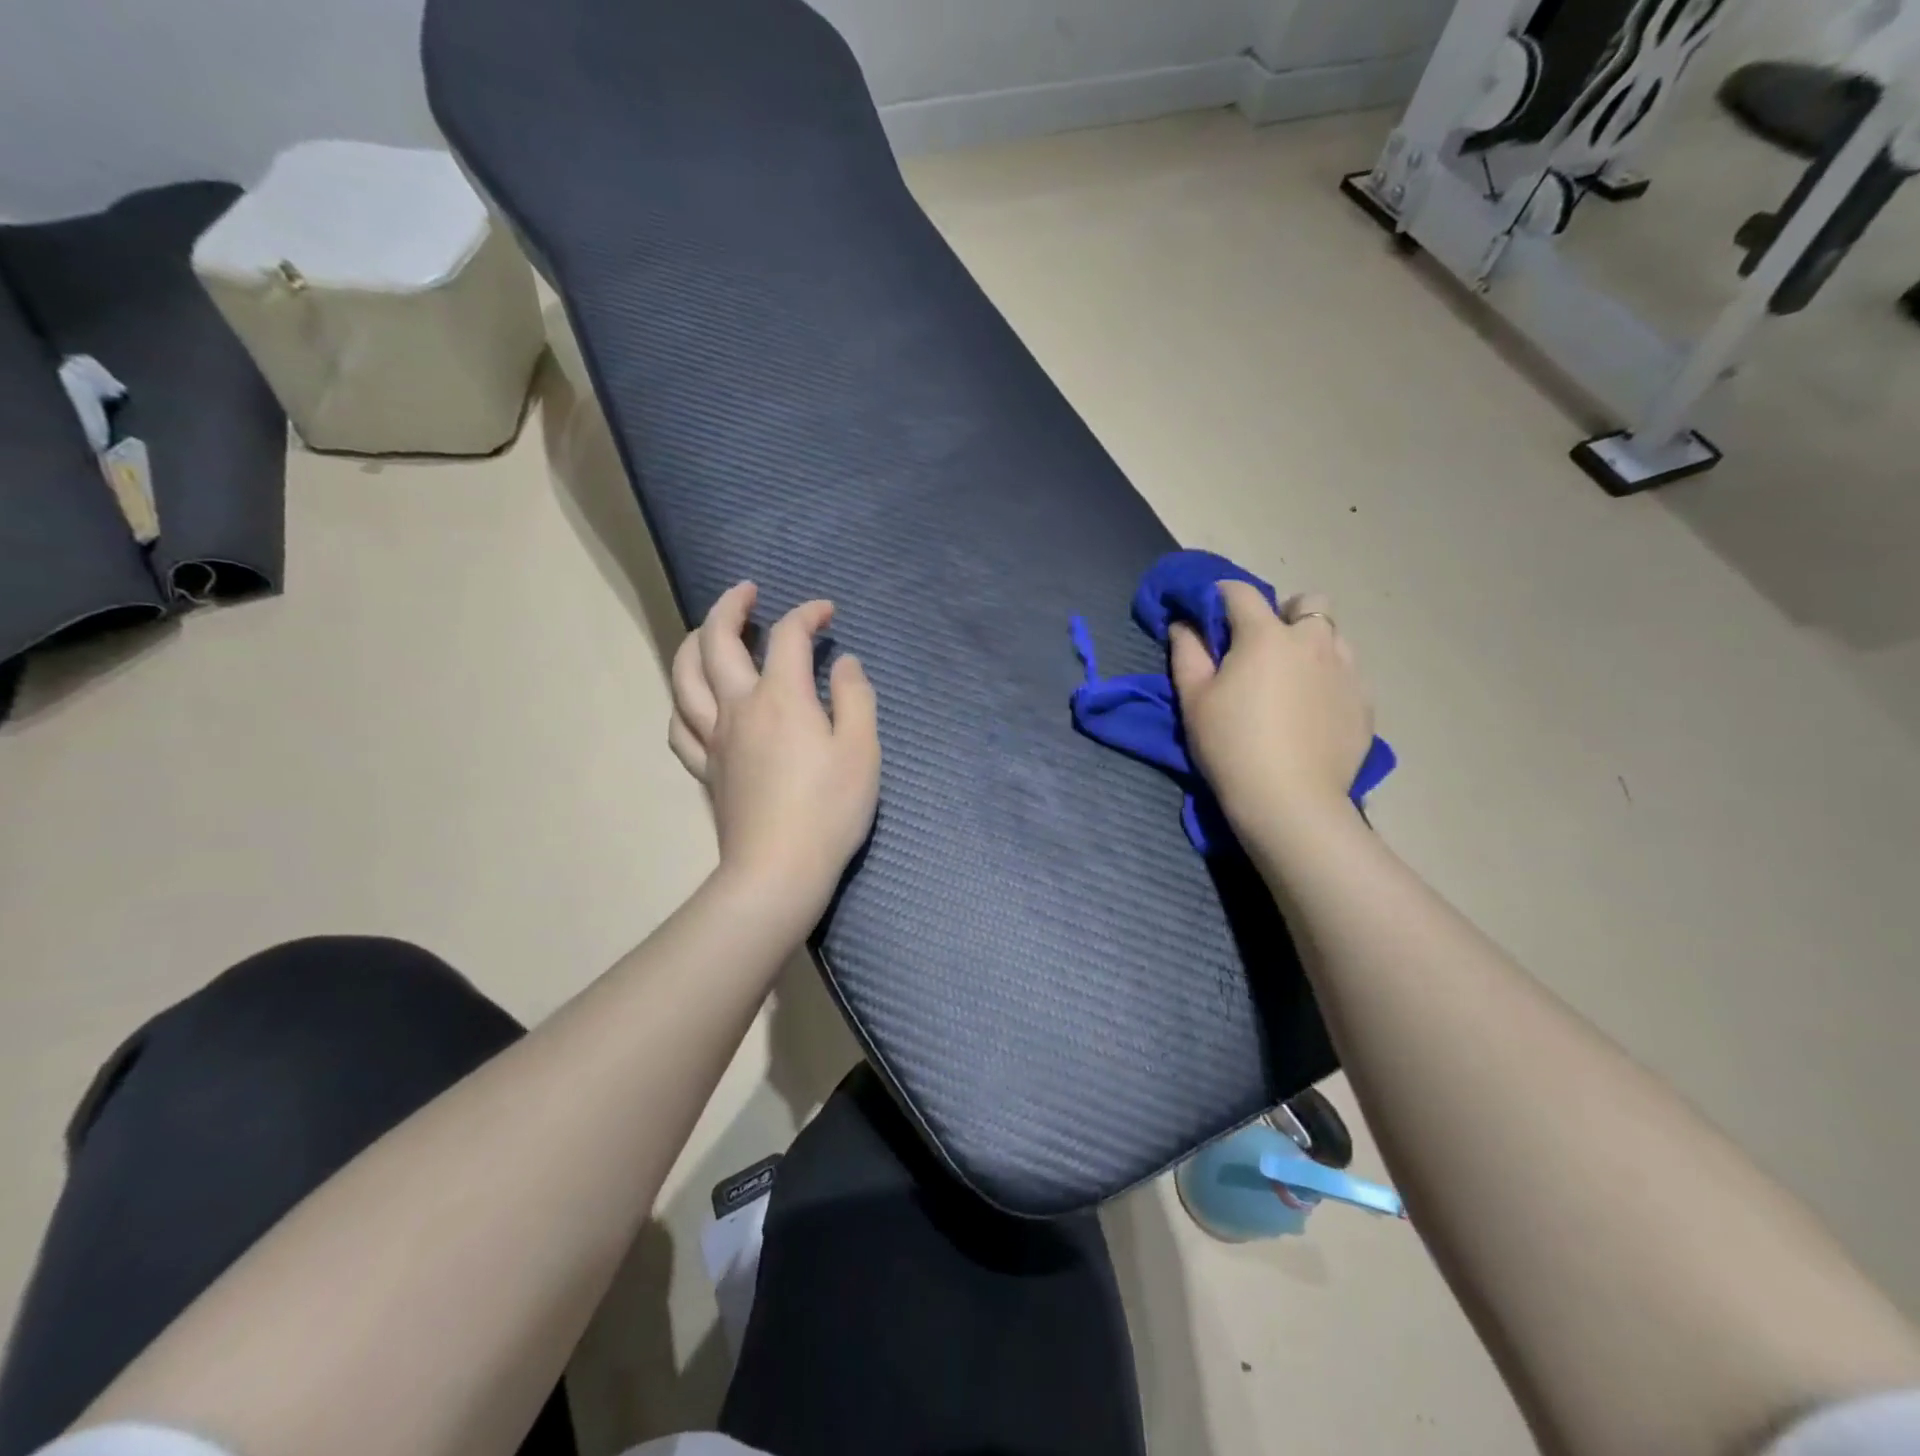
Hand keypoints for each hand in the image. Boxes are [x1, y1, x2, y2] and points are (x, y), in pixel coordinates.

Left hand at [669, 582, 880, 926]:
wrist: (779, 870)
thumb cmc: (829, 809)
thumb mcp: (863, 749)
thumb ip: (855, 697)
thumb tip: (843, 663)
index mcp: (781, 697)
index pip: (788, 636)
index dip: (807, 614)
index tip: (827, 612)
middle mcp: (738, 707)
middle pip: (717, 642)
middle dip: (731, 607)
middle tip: (748, 592)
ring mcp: (715, 739)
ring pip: (684, 677)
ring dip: (694, 643)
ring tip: (710, 632)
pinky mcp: (707, 770)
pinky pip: (681, 726)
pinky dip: (684, 701)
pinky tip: (695, 700)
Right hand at [1170, 583, 1372, 833]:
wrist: (1289, 800)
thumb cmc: (1231, 745)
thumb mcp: (1193, 699)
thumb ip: (1187, 652)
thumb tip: (1184, 624)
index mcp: (1266, 636)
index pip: (1241, 593)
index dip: (1220, 595)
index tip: (1208, 612)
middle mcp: (1313, 641)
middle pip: (1307, 602)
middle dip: (1284, 613)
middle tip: (1262, 647)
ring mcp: (1347, 670)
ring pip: (1333, 636)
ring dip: (1311, 644)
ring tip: (1291, 679)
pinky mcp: (1364, 702)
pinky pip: (1347, 673)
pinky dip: (1328, 679)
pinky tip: (1311, 711)